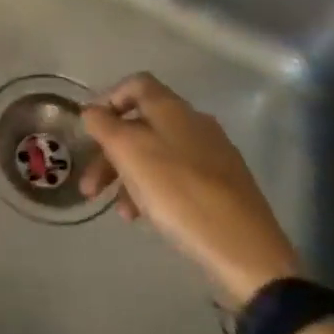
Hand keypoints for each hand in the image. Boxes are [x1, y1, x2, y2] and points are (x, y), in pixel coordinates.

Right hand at [79, 73, 303, 308]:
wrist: (244, 249)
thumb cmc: (179, 192)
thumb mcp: (130, 153)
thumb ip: (104, 125)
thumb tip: (92, 111)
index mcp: (173, 109)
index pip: (136, 85)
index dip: (108, 100)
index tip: (89, 129)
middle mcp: (194, 123)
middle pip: (142, 124)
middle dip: (110, 151)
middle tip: (90, 186)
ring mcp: (213, 154)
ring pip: (157, 154)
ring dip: (129, 176)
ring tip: (120, 211)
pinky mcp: (223, 185)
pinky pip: (177, 177)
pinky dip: (153, 190)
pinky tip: (145, 217)